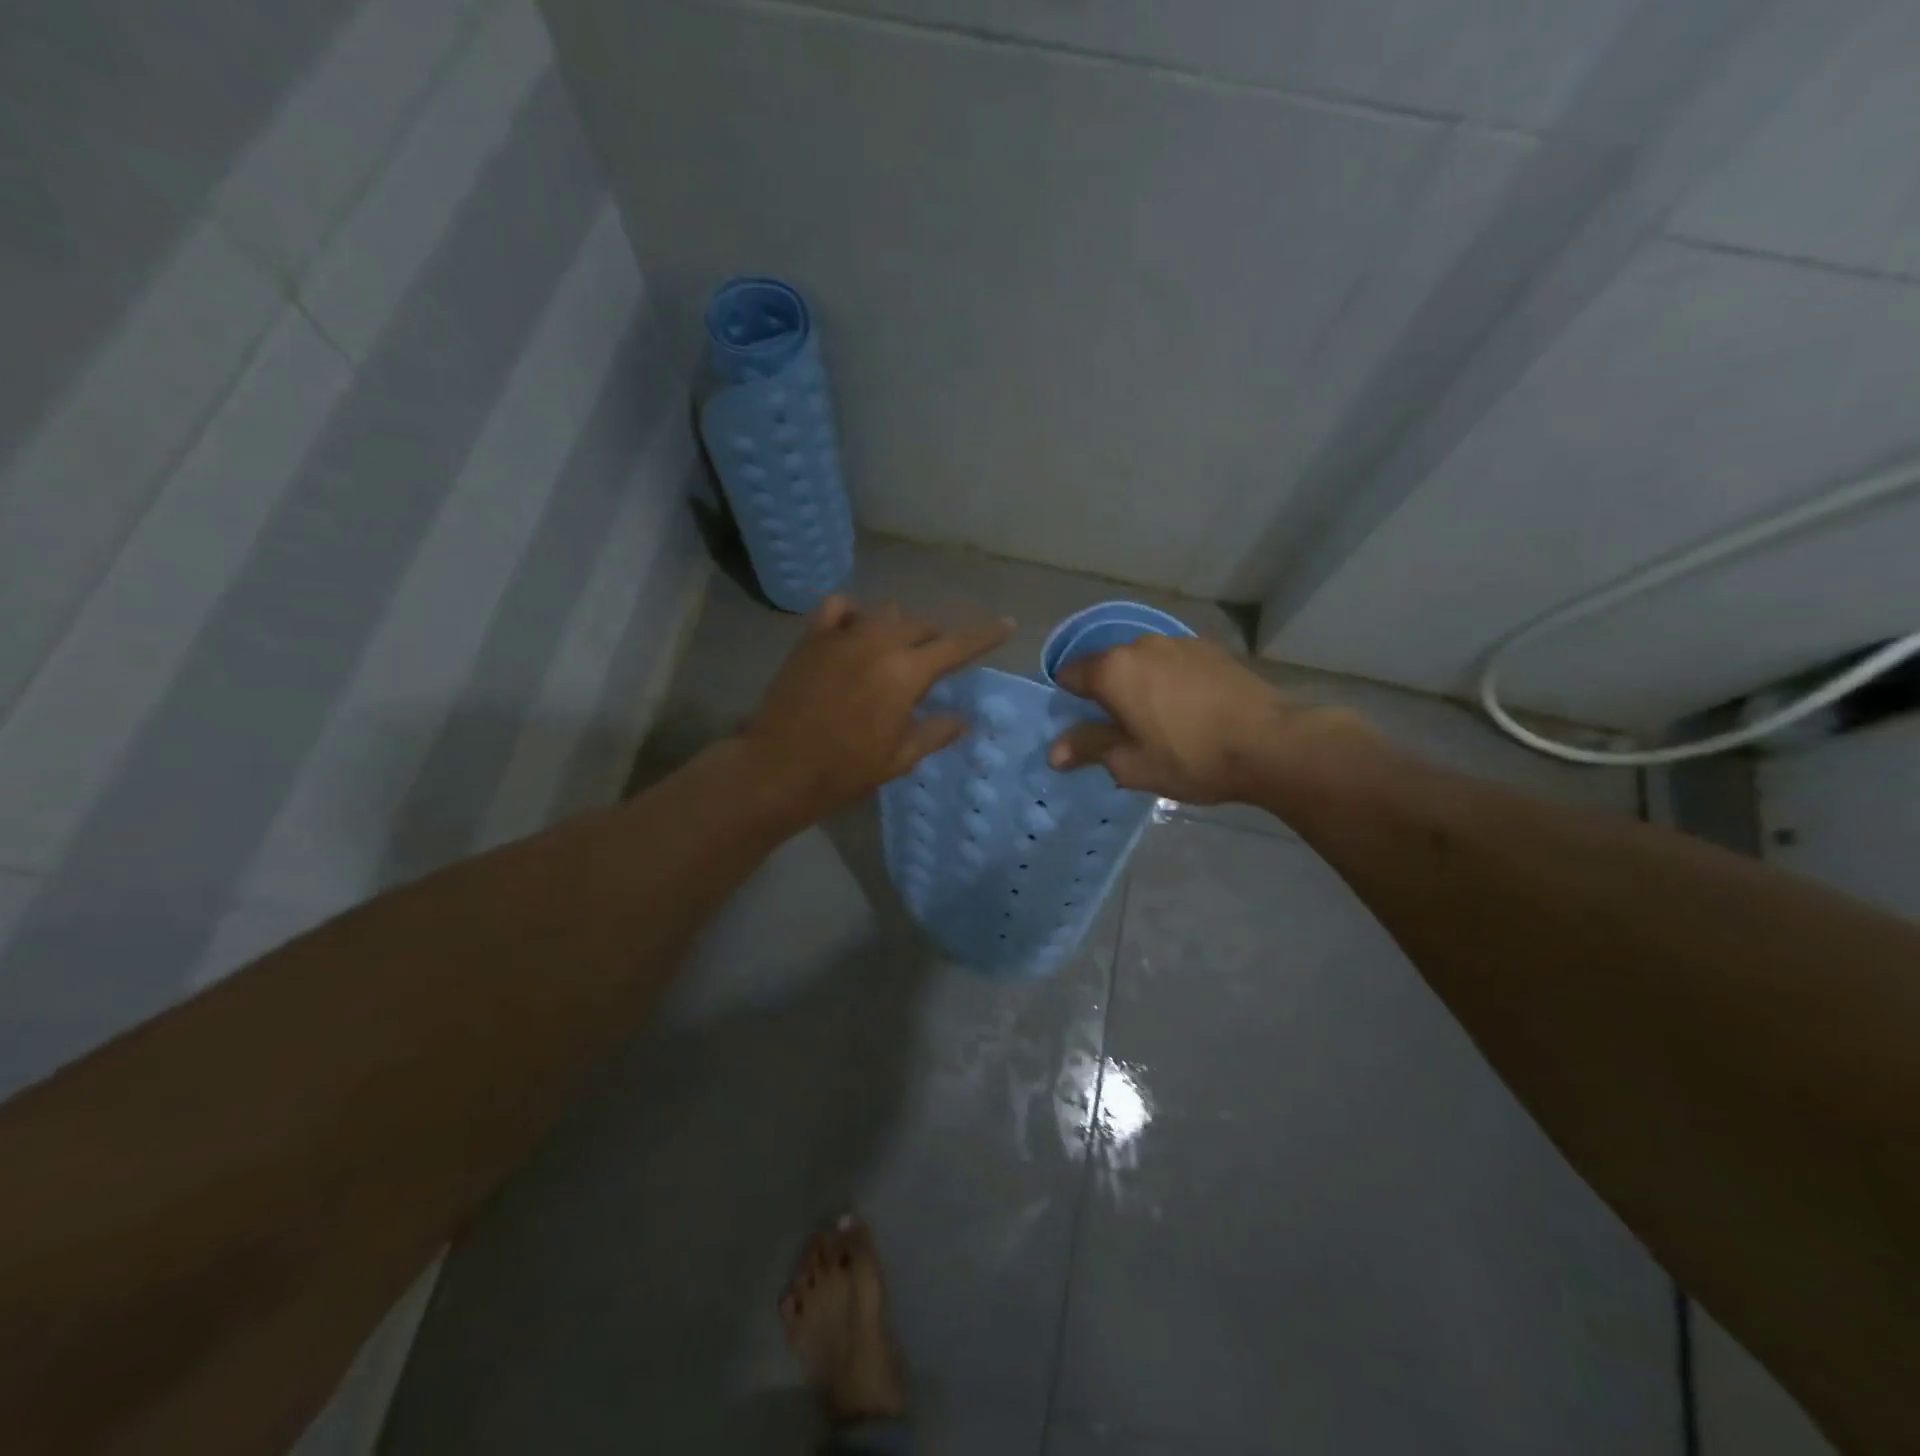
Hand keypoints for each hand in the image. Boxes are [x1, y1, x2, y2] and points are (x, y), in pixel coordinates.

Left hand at [741, 595, 1013, 823]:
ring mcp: (843, 635)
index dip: (986, 635)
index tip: (1007, 624)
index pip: (958, 646)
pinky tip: (854, 630)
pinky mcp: (813, 637)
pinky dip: (854, 613)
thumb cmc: (845, 769)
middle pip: (921, 626)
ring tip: (895, 650)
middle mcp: (879, 642)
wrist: (779, 768)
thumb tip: (964, 718)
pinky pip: (839, 607)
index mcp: (907, 672)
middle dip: (936, 640)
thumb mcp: (900, 757)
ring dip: (899, 627)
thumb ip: (936, 732)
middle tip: (936, 663)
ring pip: (884, 613)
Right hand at [1047, 634, 1360, 803]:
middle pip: (1107, 666)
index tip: (1084, 728)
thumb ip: (1088, 749)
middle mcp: (1140, 645)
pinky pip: (1174, 663)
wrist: (1269, 744)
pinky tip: (1191, 709)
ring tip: (1162, 721)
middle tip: (1122, 731)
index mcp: (1113, 669)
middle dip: (1107, 694)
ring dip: (1141, 685)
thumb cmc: (1190, 758)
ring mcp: (1178, 642)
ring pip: (1143, 663)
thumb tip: (1054, 751)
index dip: (1070, 702)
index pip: (1070, 675)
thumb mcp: (1131, 764)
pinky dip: (1171, 681)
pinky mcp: (1210, 649)